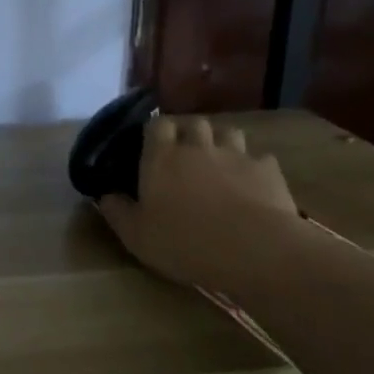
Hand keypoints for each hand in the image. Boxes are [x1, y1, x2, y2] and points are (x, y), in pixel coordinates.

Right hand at [98, 115, 300, 287]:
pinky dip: (252, 166)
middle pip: (194, 123)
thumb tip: (105, 196)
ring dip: (220, 142)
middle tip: (184, 153)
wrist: (255, 250)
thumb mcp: (136, 236)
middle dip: (188, 132)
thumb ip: (117, 212)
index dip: (154, 131)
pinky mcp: (268, 171)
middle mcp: (198, 147)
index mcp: (162, 157)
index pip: (156, 125)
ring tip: (218, 162)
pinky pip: (258, 158)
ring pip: (228, 133)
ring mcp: (237, 156)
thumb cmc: (185, 242)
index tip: (151, 145)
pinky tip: (250, 184)